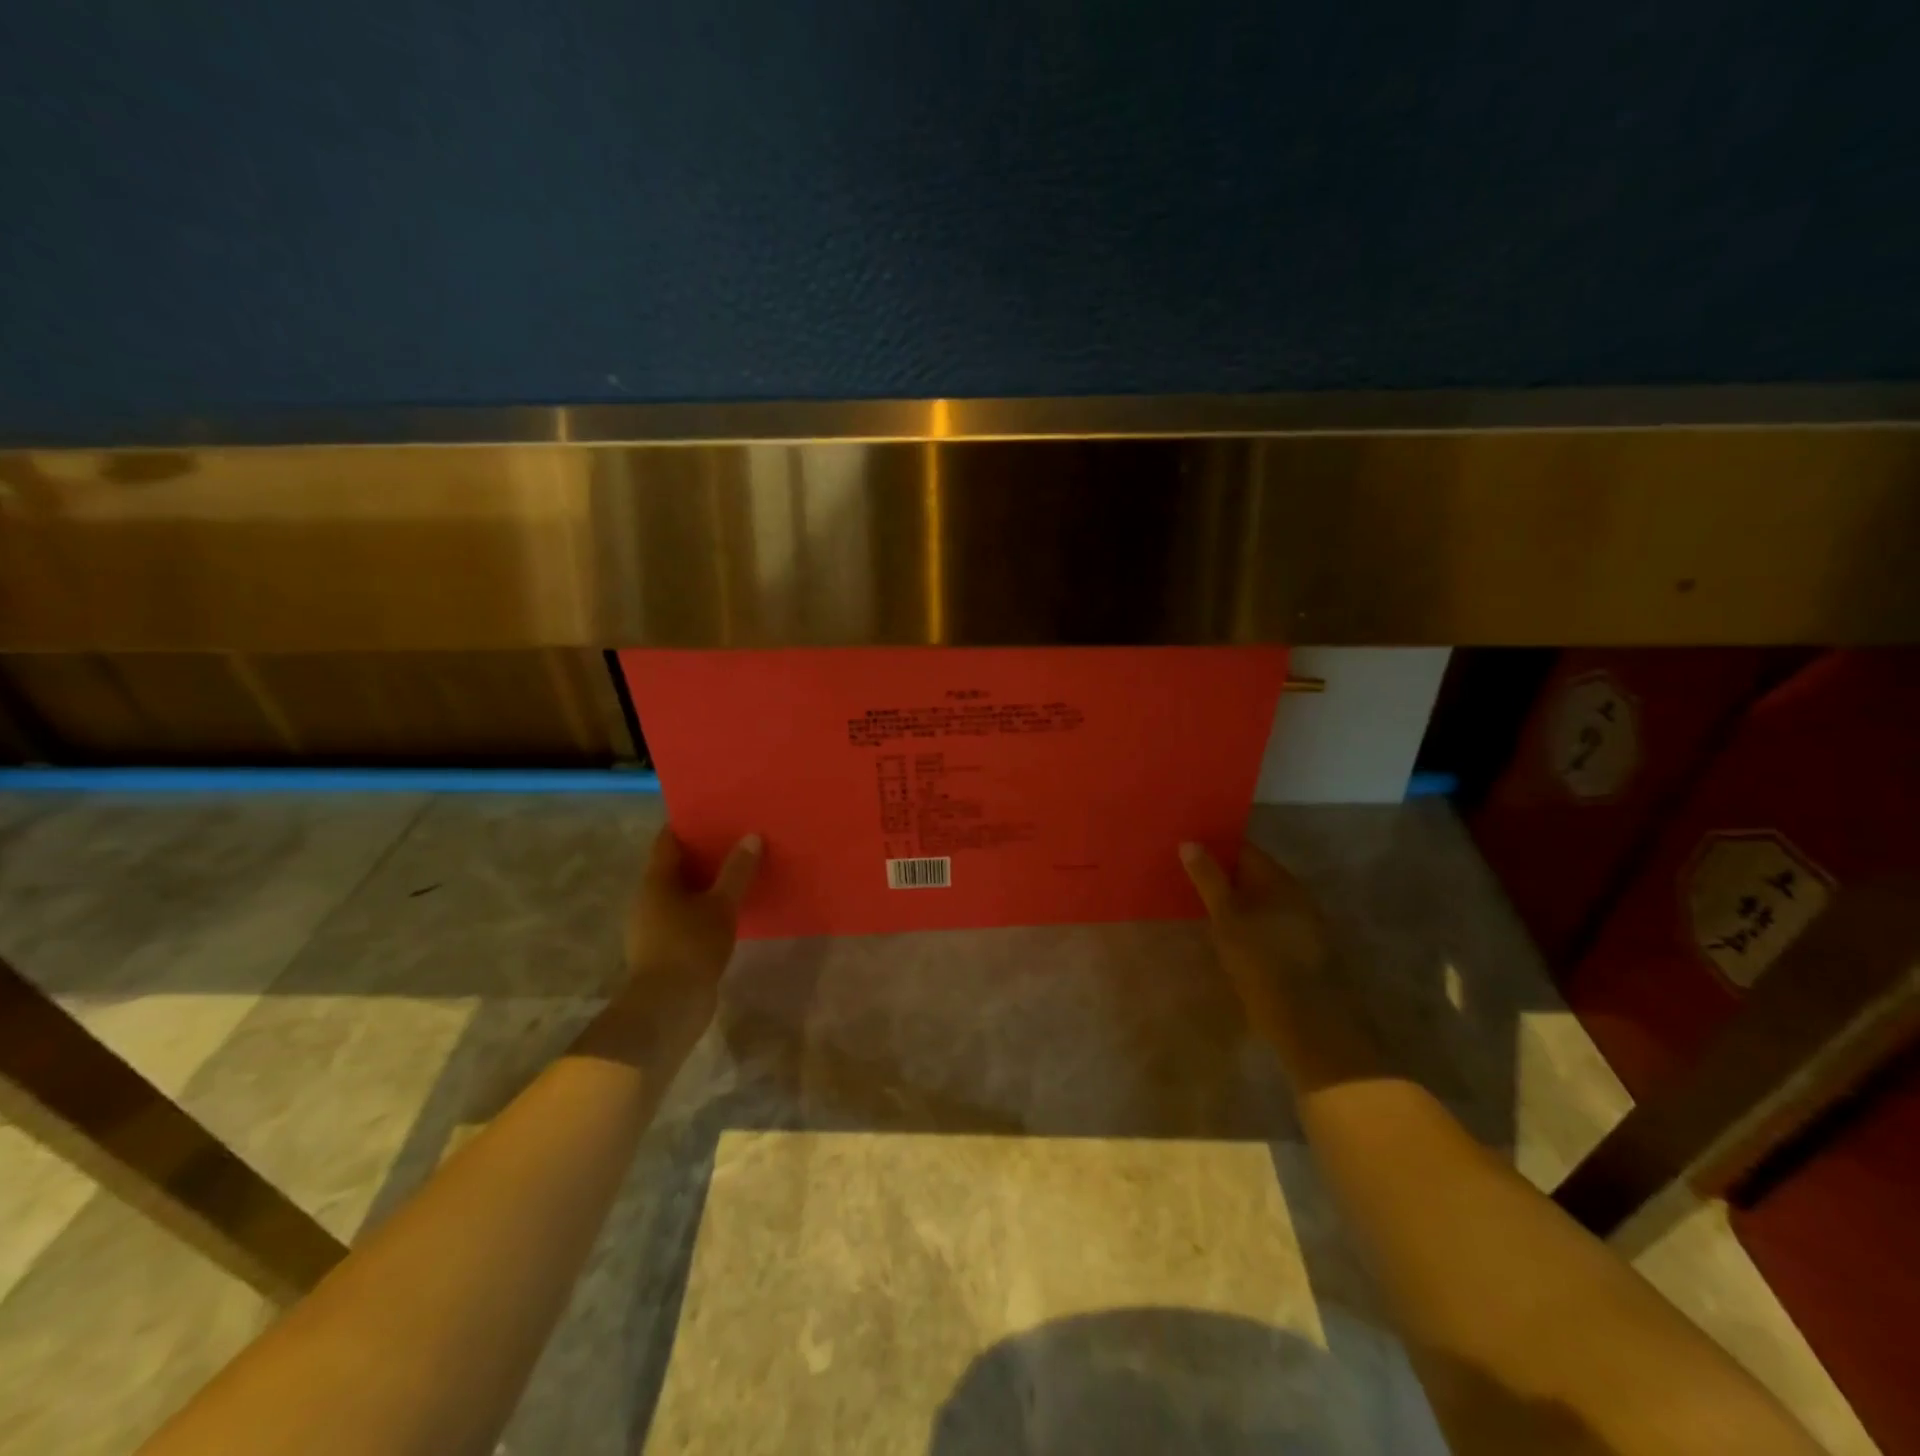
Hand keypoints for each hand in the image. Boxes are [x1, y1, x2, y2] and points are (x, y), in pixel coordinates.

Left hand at [600, 826, 760, 1054]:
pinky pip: (683, 915)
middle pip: (674, 865)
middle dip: (701, 852)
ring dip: (703, 882)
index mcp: (656, 880)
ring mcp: (651, 925)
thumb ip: (737, 871)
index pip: (668, 839)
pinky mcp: (661, 948)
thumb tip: (752, 836)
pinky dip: (702, 906)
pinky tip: (727, 909)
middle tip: (734, 839)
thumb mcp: (721, 905)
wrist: (667, 1006)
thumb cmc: (691, 946)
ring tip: (736, 872)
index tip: (714, 813)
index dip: (688, 823)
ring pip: (679, 892)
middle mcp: (647, 898)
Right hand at [1180, 840, 1355, 1073]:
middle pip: (1250, 873)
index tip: (1183, 848)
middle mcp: (1293, 894)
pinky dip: (1242, 920)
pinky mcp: (1297, 949)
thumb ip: (1208, 878)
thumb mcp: (1227, 917)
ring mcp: (1299, 922)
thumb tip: (1190, 841)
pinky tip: (1222, 931)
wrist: (1309, 1021)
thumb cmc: (1263, 961)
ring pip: (1257, 899)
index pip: (1242, 849)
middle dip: (1219, 873)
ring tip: (1195, 902)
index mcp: (1278, 879)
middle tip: (1182, 875)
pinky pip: (1264, 921)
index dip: (1213, 846)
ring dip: (1230, 899)